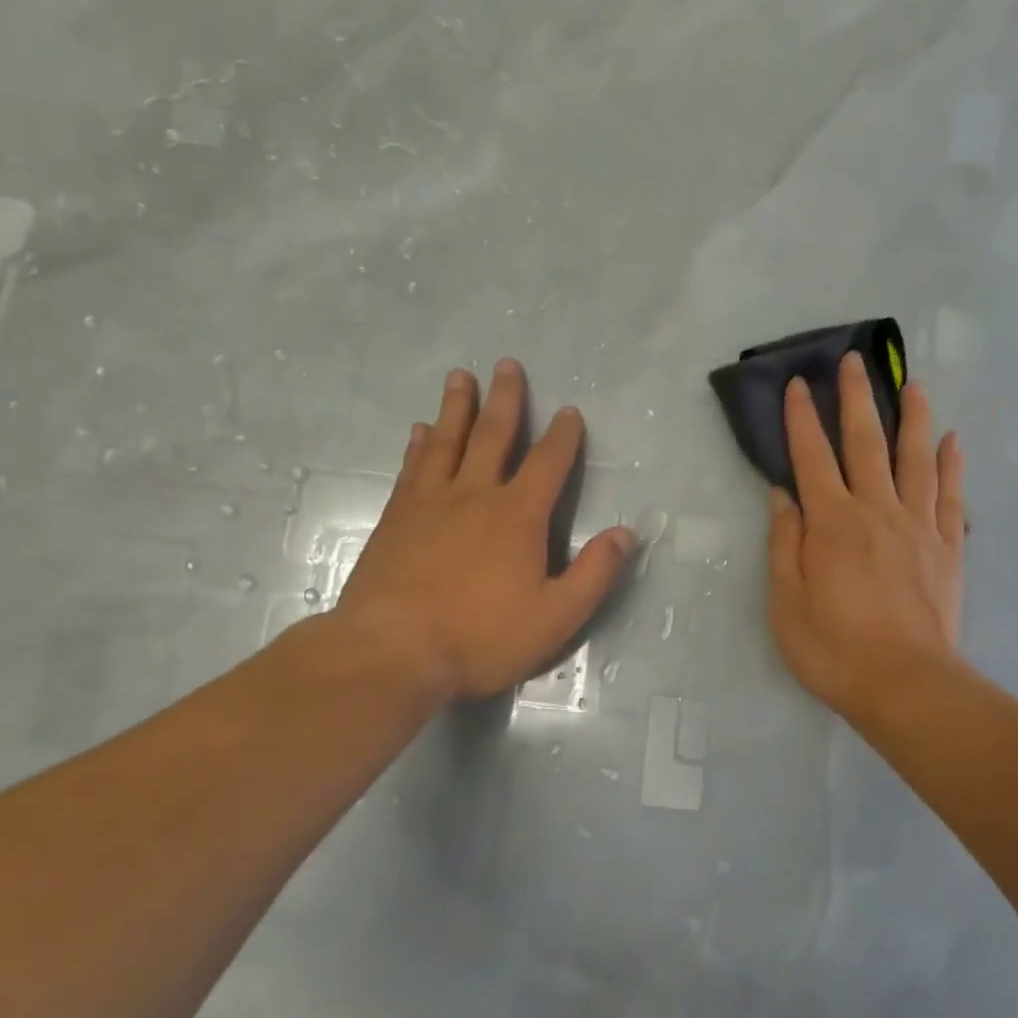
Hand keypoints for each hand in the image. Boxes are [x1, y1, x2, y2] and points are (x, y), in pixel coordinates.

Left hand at [330, 358, 635, 700]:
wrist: (391, 653)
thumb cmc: (481, 637)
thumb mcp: (556, 616)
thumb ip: (594, 573)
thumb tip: (626, 533)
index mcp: (518, 516)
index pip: (548, 463)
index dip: (563, 436)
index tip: (569, 411)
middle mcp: (474, 496)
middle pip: (493, 435)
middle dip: (506, 399)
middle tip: (507, 364)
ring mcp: (429, 504)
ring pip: (446, 441)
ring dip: (456, 407)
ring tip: (461, 377)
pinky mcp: (395, 519)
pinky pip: (412, 468)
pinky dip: (419, 445)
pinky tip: (419, 431)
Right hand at [767, 353, 965, 720]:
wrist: (906, 684)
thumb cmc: (833, 648)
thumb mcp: (786, 602)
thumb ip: (784, 543)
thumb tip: (783, 495)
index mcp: (832, 522)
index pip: (812, 456)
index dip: (801, 418)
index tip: (797, 384)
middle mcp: (877, 510)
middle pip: (866, 442)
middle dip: (857, 398)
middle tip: (855, 361)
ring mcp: (918, 526)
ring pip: (916, 458)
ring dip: (913, 417)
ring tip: (914, 384)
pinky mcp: (948, 548)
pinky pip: (951, 496)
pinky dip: (952, 465)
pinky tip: (954, 441)